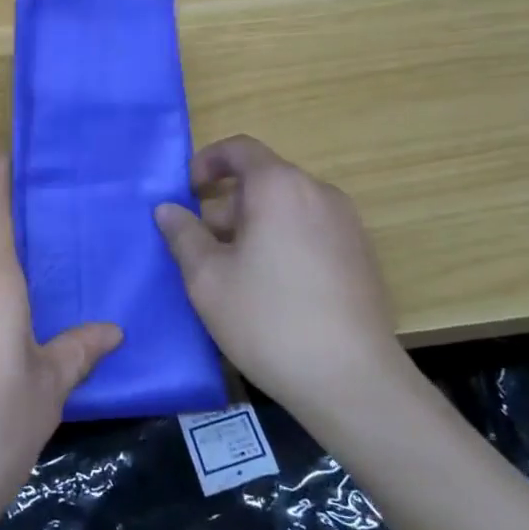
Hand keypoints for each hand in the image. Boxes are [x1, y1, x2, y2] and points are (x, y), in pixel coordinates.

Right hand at [154, 135, 403, 418]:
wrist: (352, 380)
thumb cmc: (268, 320)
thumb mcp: (207, 278)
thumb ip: (183, 235)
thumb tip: (167, 209)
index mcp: (280, 187)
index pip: (240, 149)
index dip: (207, 161)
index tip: (187, 191)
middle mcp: (318, 193)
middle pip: (263, 181)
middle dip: (226, 206)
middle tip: (201, 247)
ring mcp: (347, 224)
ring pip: (287, 209)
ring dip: (253, 227)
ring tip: (232, 273)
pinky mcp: (361, 256)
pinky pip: (310, 231)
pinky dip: (283, 242)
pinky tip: (271, 290)